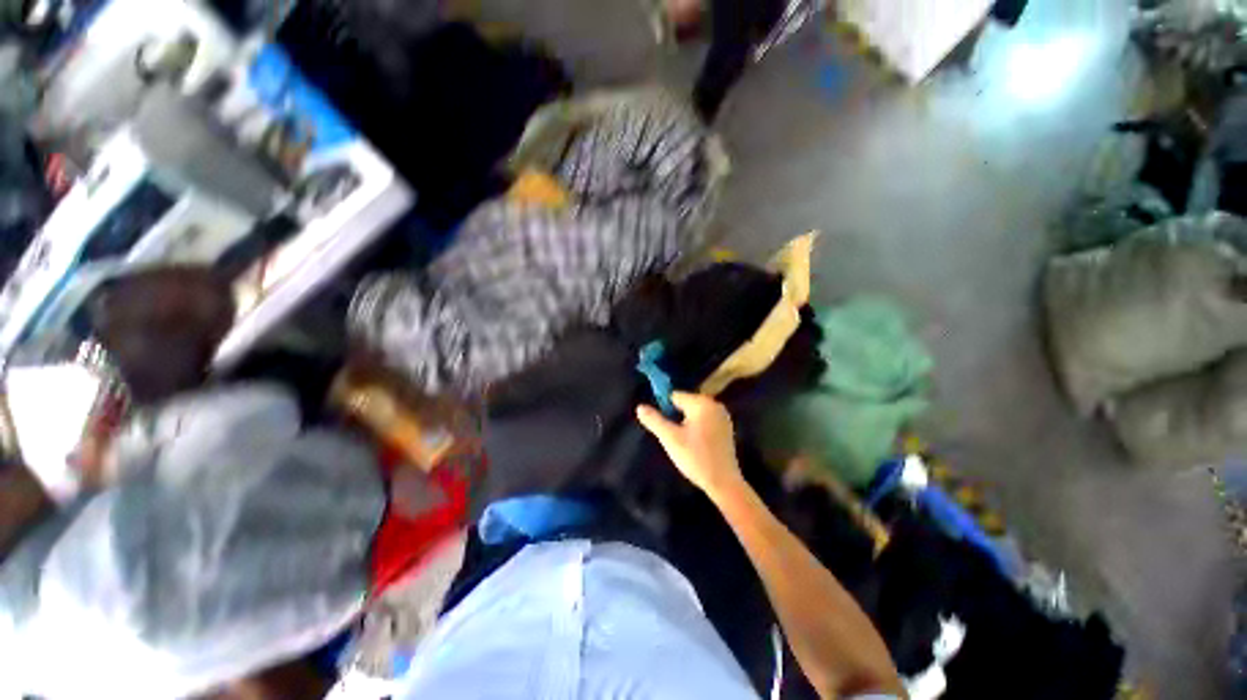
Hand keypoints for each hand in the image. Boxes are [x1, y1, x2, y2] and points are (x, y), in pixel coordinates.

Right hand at [636, 392, 743, 499]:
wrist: (724, 483)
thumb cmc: (696, 458)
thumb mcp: (670, 438)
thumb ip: (654, 420)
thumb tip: (640, 407)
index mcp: (702, 403)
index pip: (675, 396)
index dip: (665, 410)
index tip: (664, 427)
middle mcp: (714, 404)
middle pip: (685, 404)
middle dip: (676, 417)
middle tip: (674, 438)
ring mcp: (722, 416)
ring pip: (693, 414)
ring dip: (685, 424)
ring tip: (684, 444)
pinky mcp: (726, 428)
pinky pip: (704, 421)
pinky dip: (696, 429)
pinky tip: (695, 446)